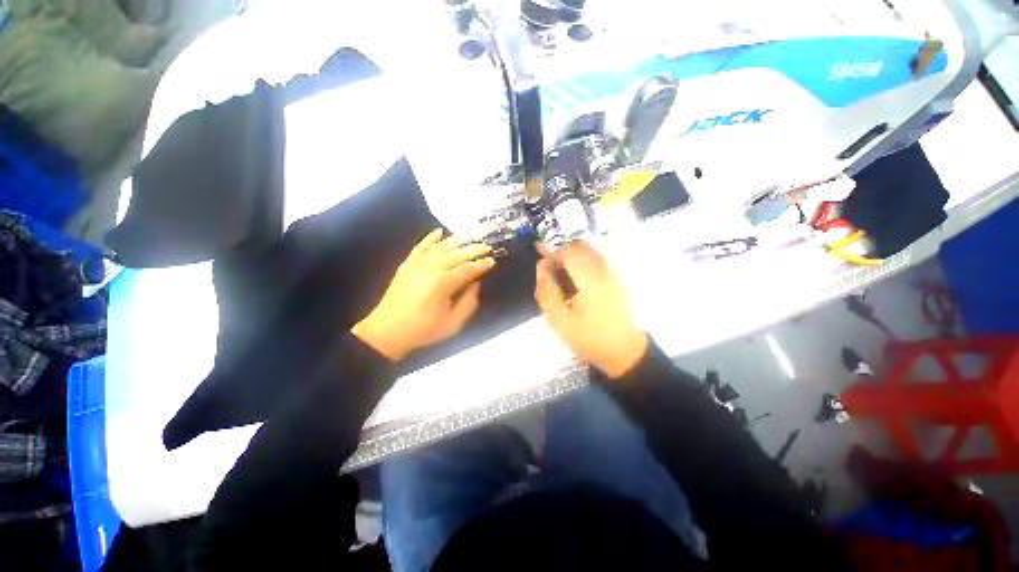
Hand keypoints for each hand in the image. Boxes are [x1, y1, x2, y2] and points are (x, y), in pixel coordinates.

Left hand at [352, 229, 495, 361]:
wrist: (387, 331)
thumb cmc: (423, 329)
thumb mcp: (452, 324)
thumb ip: (468, 303)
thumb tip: (475, 284)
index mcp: (443, 284)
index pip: (468, 269)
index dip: (481, 264)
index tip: (492, 261)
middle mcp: (431, 268)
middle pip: (457, 254)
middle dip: (474, 249)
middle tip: (486, 246)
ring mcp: (417, 264)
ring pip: (441, 247)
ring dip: (456, 240)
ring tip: (469, 237)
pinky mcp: (407, 264)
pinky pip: (420, 246)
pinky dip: (430, 238)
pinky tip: (439, 231)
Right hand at [534, 241, 647, 377]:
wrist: (623, 350)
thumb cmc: (588, 337)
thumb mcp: (559, 321)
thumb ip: (547, 291)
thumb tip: (541, 266)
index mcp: (590, 280)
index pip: (567, 252)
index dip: (551, 252)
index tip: (540, 258)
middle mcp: (604, 270)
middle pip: (580, 246)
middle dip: (562, 251)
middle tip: (551, 269)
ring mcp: (614, 272)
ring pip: (590, 250)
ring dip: (573, 255)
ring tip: (562, 274)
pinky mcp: (617, 277)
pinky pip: (598, 258)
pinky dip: (584, 260)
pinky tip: (577, 278)